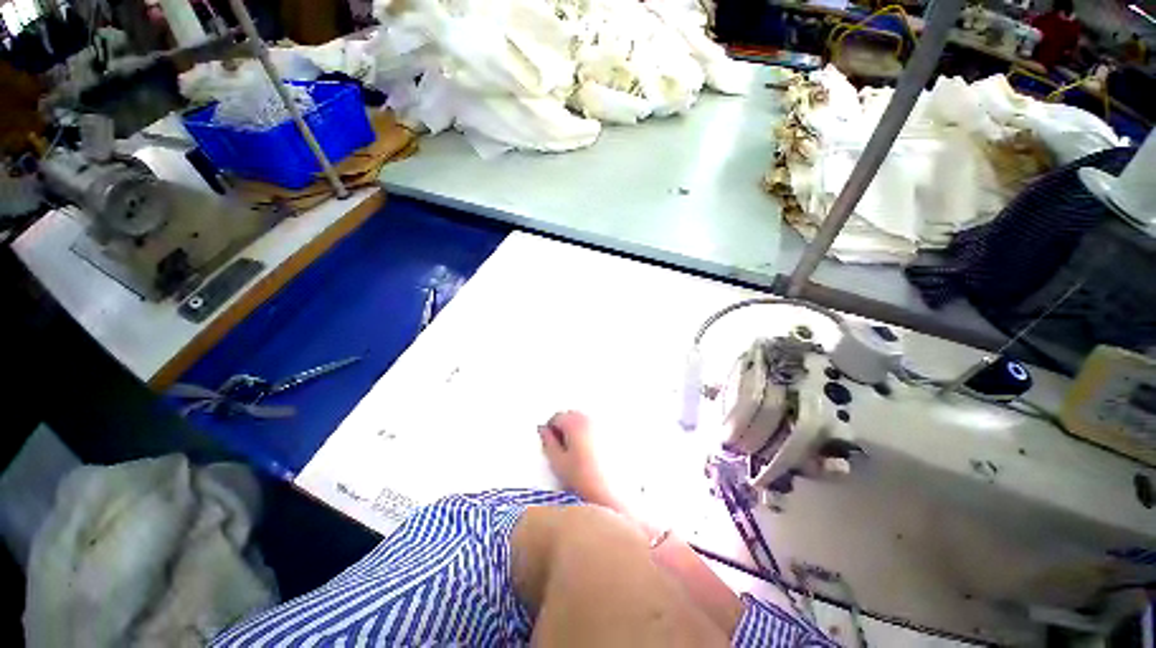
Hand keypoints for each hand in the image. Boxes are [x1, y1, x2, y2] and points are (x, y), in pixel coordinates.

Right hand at [538, 411, 611, 505]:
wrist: (610, 493)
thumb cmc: (584, 479)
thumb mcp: (558, 462)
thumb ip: (548, 442)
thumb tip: (544, 432)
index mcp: (575, 423)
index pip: (557, 416)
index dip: (550, 428)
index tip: (548, 440)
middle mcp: (590, 420)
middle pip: (571, 415)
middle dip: (563, 426)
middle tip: (559, 445)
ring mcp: (603, 426)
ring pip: (583, 420)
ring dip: (575, 429)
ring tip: (574, 450)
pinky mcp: (612, 434)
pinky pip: (595, 427)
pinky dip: (588, 433)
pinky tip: (588, 451)